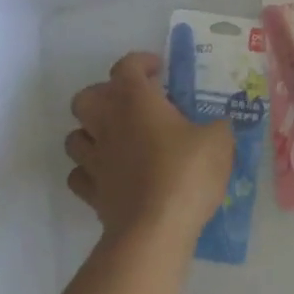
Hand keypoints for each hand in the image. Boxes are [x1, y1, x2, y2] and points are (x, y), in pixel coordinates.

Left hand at [66, 53, 232, 245]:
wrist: (155, 230)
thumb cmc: (186, 173)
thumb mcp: (219, 141)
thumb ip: (218, 126)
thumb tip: (218, 125)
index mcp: (135, 101)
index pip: (126, 67)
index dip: (141, 63)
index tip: (159, 70)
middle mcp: (107, 124)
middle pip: (86, 97)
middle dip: (104, 95)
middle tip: (131, 105)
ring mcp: (94, 160)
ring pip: (75, 136)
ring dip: (92, 132)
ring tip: (117, 139)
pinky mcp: (91, 193)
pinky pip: (80, 174)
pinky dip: (91, 170)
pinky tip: (110, 174)